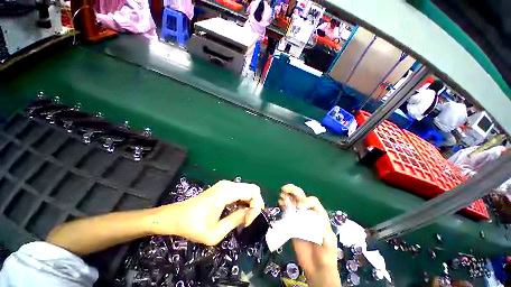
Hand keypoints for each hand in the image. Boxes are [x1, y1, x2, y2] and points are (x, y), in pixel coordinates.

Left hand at [151, 180, 264, 245]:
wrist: (176, 216)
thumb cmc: (193, 226)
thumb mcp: (216, 232)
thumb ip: (236, 220)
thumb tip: (249, 214)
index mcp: (226, 192)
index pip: (253, 192)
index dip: (256, 207)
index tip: (248, 222)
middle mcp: (228, 185)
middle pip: (252, 189)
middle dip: (255, 204)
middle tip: (248, 220)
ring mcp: (225, 185)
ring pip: (247, 190)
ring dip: (250, 203)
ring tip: (243, 218)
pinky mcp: (223, 187)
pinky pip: (240, 191)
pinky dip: (244, 201)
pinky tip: (239, 212)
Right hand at [278, 184, 339, 286]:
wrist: (317, 268)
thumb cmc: (326, 255)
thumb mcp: (329, 243)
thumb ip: (324, 232)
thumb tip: (314, 221)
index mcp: (319, 215)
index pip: (313, 201)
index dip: (306, 201)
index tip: (299, 207)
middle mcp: (309, 213)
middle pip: (301, 197)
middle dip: (294, 191)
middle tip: (285, 189)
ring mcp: (300, 218)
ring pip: (293, 202)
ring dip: (287, 196)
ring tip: (281, 195)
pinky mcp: (293, 224)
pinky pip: (287, 211)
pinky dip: (283, 205)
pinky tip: (280, 203)